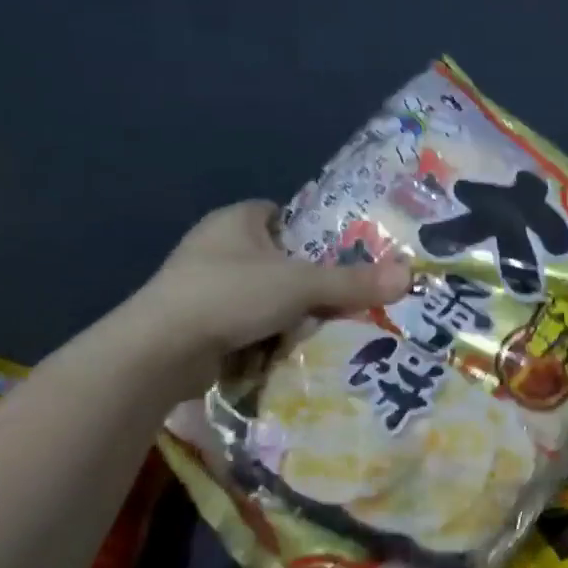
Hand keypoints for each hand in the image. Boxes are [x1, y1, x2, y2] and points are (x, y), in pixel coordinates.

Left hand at [122, 201, 412, 393]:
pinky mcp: (197, 323)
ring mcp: (202, 286)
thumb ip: (353, 282)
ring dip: (289, 312)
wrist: (158, 352)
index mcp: (236, 220)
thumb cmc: (230, 296)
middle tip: (343, 297)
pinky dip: (266, 335)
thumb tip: (409, 275)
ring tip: (322, 327)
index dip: (314, 231)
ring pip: (264, 295)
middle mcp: (217, 247)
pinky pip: (246, 323)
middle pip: (279, 259)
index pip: (283, 214)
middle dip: (308, 281)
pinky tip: (289, 349)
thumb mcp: (301, 286)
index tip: (343, 255)